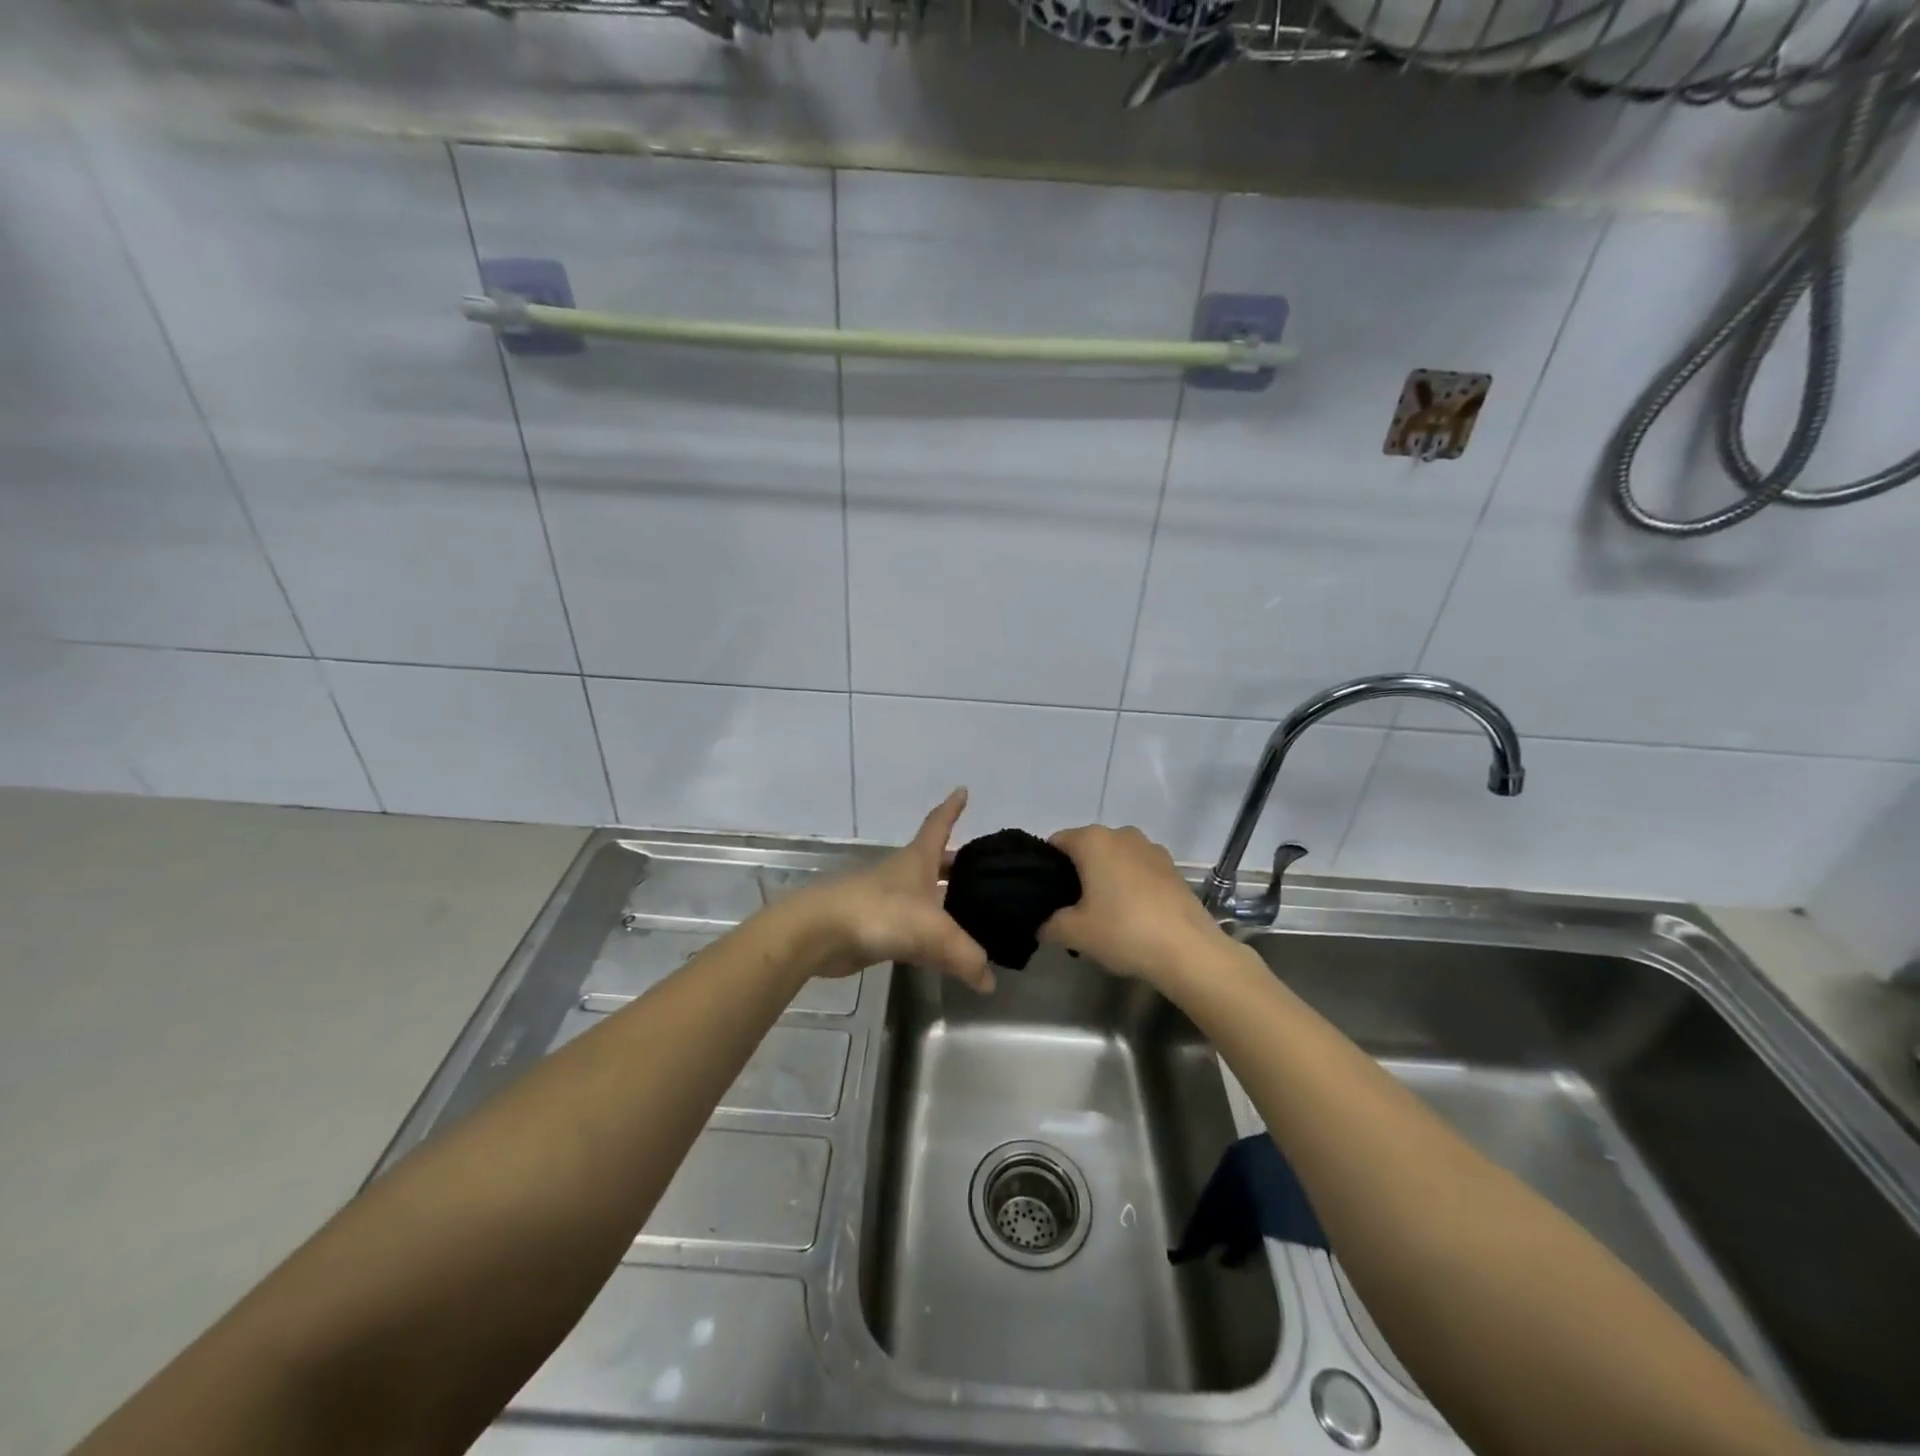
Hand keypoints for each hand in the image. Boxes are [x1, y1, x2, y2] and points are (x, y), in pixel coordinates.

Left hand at [786, 789, 994, 993]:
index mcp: (917, 859)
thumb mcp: (934, 933)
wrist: (820, 932)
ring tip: (970, 912)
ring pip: (922, 896)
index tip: (962, 791)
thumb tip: (989, 981)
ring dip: (941, 900)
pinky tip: (941, 950)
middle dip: (954, 864)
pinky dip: (927, 935)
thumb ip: (966, 957)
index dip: (952, 808)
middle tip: (981, 870)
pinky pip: (910, 929)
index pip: (939, 825)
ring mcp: (885, 900)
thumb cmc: (880, 913)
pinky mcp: (873, 927)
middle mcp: (902, 874)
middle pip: (932, 862)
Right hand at [1040, 824, 1226, 988]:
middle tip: (1070, 910)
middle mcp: (1122, 834)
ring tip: (1103, 914)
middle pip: (1086, 849)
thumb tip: (1042, 923)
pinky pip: (1138, 870)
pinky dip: (1130, 885)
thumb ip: (1048, 924)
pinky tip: (1132, 916)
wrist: (1188, 951)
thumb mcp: (1073, 933)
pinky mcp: (1172, 868)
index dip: (1045, 868)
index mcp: (1093, 840)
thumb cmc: (1123, 931)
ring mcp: (1151, 849)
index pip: (1056, 843)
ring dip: (1105, 878)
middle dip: (1076, 874)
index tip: (1045, 896)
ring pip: (1114, 858)